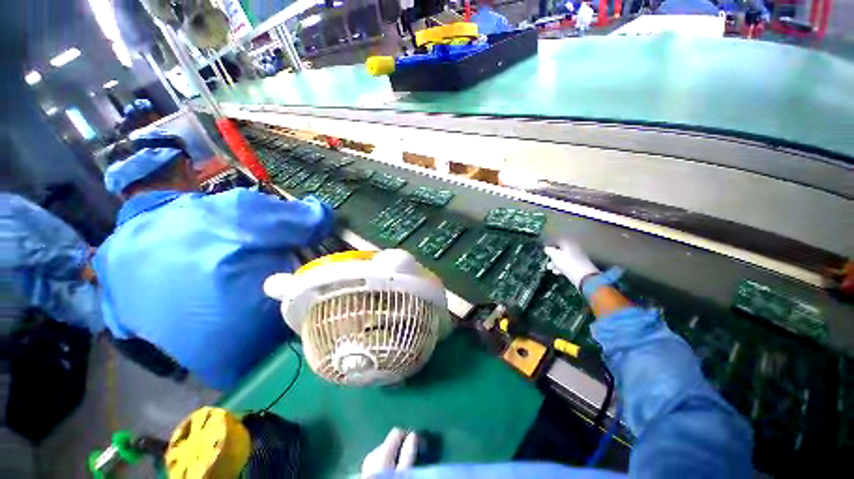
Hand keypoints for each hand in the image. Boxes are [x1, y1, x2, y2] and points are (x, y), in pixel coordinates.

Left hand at [361, 428, 418, 477]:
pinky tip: (392, 474)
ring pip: (384, 452)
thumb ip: (408, 455)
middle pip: (390, 442)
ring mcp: (366, 465)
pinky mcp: (364, 474)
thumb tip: (414, 435)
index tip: (421, 446)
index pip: (397, 432)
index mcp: (381, 452)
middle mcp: (372, 454)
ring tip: (404, 467)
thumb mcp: (403, 473)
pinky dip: (387, 464)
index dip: (410, 436)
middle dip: (402, 447)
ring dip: (395, 456)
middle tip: (414, 458)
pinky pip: (378, 462)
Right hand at [544, 239, 599, 289]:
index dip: (550, 245)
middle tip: (547, 258)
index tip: (545, 249)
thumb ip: (550, 251)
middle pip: (561, 249)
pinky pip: (568, 264)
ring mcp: (578, 257)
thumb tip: (547, 248)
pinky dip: (562, 267)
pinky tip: (556, 271)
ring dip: (556, 262)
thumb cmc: (567, 263)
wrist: (584, 276)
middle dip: (553, 254)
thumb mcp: (555, 256)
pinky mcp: (579, 266)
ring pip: (565, 257)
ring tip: (549, 267)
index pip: (557, 240)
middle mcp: (574, 248)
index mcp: (569, 243)